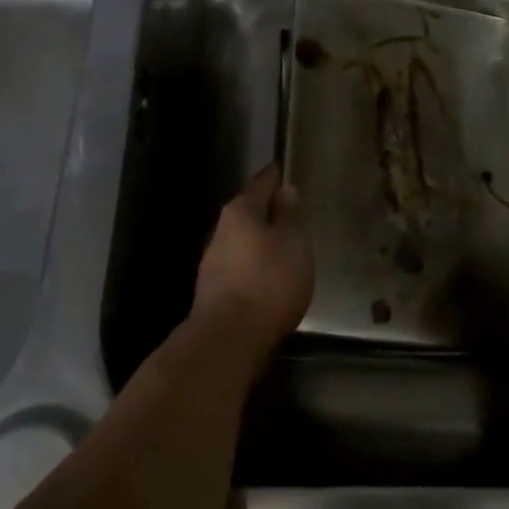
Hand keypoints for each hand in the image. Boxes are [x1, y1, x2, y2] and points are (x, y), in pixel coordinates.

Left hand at [192, 165, 314, 351]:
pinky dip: (256, 268)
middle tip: (295, 214)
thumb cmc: (268, 281)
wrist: (229, 339)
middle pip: (249, 213)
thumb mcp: (293, 242)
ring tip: (287, 250)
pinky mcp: (214, 291)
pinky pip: (241, 269)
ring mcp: (213, 263)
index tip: (287, 169)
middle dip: (269, 213)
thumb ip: (289, 215)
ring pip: (243, 242)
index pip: (262, 183)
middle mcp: (221, 231)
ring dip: (262, 243)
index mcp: (241, 212)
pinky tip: (271, 280)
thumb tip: (284, 191)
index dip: (277, 176)